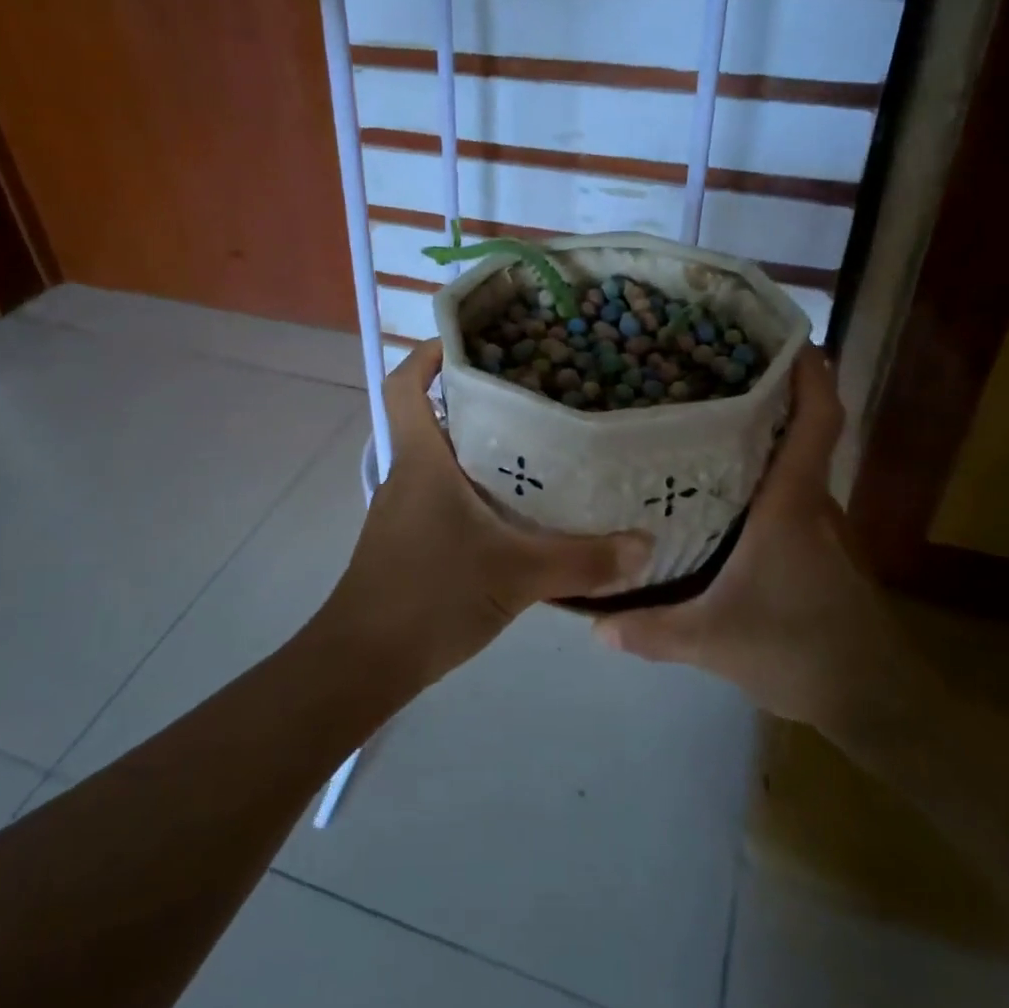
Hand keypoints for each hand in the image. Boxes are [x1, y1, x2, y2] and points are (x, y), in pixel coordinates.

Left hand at [326, 342, 651, 687]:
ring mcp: (404, 512)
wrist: (363, 664)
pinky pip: (444, 498)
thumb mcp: (516, 576)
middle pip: (433, 419)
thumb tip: (644, 546)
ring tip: (538, 448)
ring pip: (441, 462)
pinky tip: (516, 514)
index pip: (404, 387)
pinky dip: (475, 492)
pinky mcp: (409, 543)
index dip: (427, 357)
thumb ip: (583, 561)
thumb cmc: (430, 597)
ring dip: (479, 450)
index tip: (469, 343)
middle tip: (534, 394)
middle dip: (476, 402)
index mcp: (421, 462)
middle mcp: (408, 477)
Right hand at [591, 348, 942, 754]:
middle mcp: (813, 503)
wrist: (873, 700)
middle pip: (801, 431)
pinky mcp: (822, 548)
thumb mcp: (713, 642)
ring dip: (765, 436)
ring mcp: (823, 526)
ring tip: (704, 424)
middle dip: (767, 395)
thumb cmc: (798, 651)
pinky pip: (792, 494)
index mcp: (791, 506)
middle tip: (707, 374)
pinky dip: (766, 476)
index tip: (787, 337)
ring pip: (796, 464)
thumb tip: (592, 623)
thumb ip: (652, 630)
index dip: (810, 373)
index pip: (817, 421)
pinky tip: (723, 492)